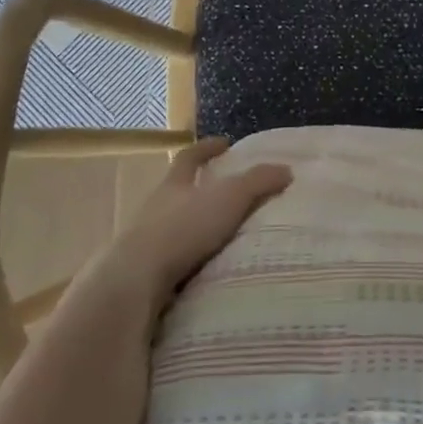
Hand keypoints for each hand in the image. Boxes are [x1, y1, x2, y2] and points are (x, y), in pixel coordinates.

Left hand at [86, 137, 290, 314]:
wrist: (136, 280)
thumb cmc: (183, 228)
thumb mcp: (229, 198)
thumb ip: (258, 182)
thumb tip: (286, 169)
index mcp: (174, 184)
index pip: (188, 157)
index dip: (206, 148)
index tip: (224, 143)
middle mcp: (155, 207)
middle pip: (176, 190)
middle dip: (198, 189)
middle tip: (225, 193)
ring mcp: (144, 240)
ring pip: (171, 226)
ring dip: (192, 228)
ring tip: (219, 237)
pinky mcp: (142, 273)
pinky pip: (169, 260)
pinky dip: (186, 261)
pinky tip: (202, 270)